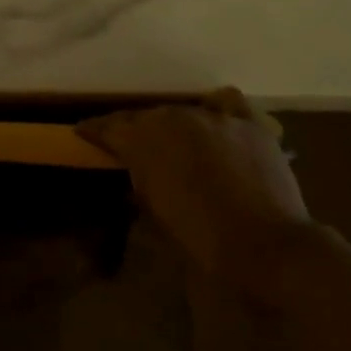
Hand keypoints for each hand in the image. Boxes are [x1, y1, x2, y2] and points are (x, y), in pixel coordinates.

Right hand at [77, 90, 310, 294]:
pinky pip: (227, 103)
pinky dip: (216, 109)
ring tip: (173, 139)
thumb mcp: (156, 214)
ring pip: (182, 111)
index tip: (82, 131)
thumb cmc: (203, 240)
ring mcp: (214, 118)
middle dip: (134, 128)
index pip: (110, 127)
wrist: (268, 247)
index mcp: (145, 141)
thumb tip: (136, 171)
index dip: (94, 130)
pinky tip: (214, 119)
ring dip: (173, 124)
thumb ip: (141, 182)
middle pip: (146, 116)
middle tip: (129, 142)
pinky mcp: (248, 124)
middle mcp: (175, 118)